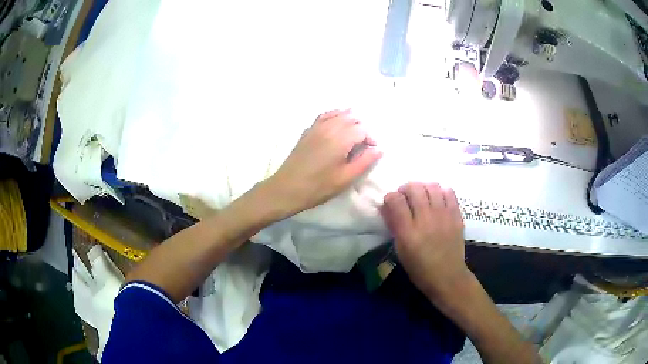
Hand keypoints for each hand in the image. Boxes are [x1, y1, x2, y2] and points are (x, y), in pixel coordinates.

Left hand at [266, 110, 381, 215]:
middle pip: (351, 118)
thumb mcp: (346, 178)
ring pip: (337, 114)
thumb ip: (364, 162)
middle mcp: (329, 127)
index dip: (370, 138)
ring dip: (349, 120)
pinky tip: (336, 125)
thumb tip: (379, 150)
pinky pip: (324, 116)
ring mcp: (316, 127)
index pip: (362, 129)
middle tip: (363, 144)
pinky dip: (334, 117)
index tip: (371, 150)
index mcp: (340, 139)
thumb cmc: (319, 187)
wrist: (287, 188)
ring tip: (353, 134)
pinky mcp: (307, 131)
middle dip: (361, 128)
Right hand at [381, 182, 469, 300]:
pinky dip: (441, 191)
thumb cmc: (420, 269)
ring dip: (424, 187)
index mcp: (408, 232)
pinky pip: (449, 192)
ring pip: (432, 186)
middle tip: (406, 197)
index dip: (390, 197)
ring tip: (422, 196)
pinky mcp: (456, 216)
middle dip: (406, 189)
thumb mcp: (401, 251)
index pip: (396, 200)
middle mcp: (426, 219)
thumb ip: (394, 226)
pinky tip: (438, 199)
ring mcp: (444, 216)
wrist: (448, 277)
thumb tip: (386, 207)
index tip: (391, 202)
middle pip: (414, 188)